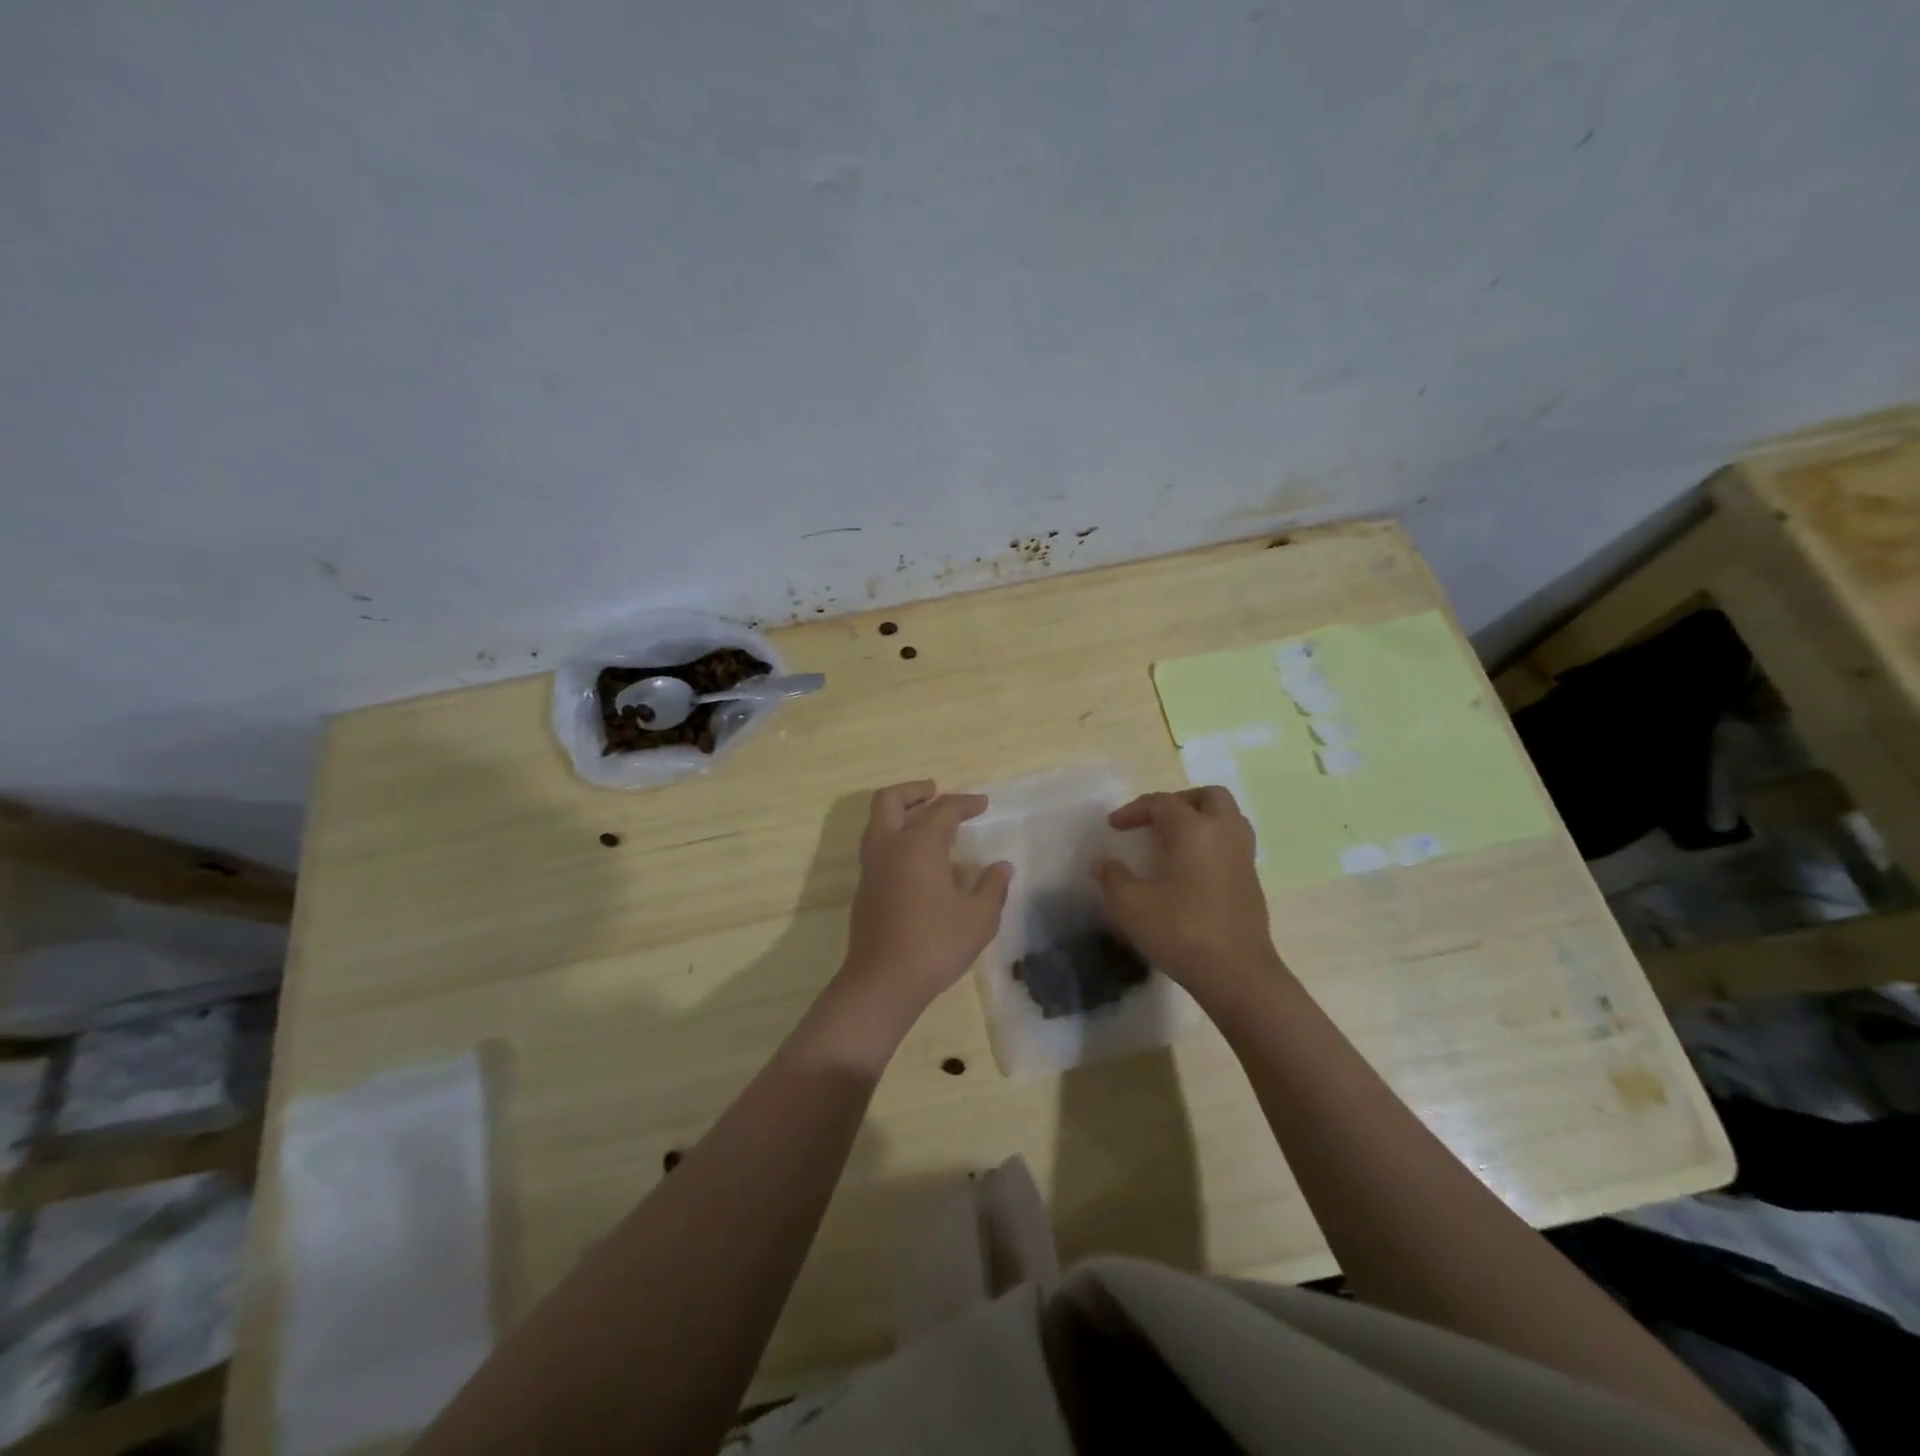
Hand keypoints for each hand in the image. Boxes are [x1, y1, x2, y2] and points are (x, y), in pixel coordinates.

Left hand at [836, 781, 1012, 1035]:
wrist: (882, 982)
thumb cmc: (935, 944)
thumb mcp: (978, 918)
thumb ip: (992, 887)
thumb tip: (1002, 867)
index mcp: (918, 845)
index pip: (942, 810)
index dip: (964, 803)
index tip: (982, 804)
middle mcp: (889, 847)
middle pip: (889, 800)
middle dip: (913, 791)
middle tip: (935, 791)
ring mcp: (871, 868)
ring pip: (877, 822)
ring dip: (900, 812)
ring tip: (926, 822)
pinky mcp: (864, 889)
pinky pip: (877, 846)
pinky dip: (894, 837)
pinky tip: (916, 859)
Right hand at [1094, 787, 1283, 1010]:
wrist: (1237, 974)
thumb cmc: (1181, 932)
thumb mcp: (1131, 906)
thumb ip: (1112, 878)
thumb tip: (1103, 863)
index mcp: (1194, 830)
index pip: (1162, 803)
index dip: (1134, 810)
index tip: (1114, 827)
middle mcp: (1224, 833)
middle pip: (1208, 796)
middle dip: (1179, 801)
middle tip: (1155, 820)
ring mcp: (1243, 857)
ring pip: (1228, 817)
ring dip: (1201, 819)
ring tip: (1175, 839)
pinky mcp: (1252, 881)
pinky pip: (1232, 843)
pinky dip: (1212, 842)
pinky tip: (1191, 868)